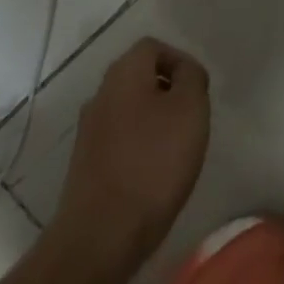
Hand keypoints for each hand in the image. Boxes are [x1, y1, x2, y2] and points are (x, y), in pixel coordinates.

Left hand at [53, 38, 209, 276]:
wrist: (100, 236)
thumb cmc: (153, 163)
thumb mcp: (190, 109)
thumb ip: (191, 78)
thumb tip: (184, 72)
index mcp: (123, 72)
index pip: (153, 47)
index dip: (180, 62)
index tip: (199, 92)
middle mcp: (100, 93)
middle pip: (139, 77)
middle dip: (168, 92)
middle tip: (191, 119)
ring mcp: (88, 130)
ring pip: (129, 110)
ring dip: (153, 121)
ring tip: (176, 150)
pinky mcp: (85, 164)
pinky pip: (118, 140)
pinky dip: (138, 147)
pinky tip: (152, 175)